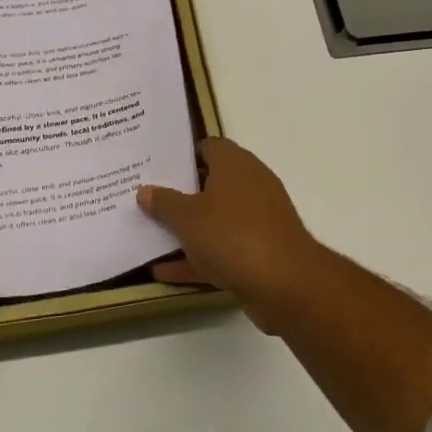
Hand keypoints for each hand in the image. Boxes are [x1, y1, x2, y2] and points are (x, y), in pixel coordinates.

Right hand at [137, 137, 325, 327]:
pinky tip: (163, 272)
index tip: (154, 166)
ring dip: (187, 230)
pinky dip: (197, 259)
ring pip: (215, 220)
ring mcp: (257, 221)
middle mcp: (250, 186)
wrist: (286, 284)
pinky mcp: (259, 253)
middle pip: (209, 184)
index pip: (208, 147)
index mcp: (235, 165)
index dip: (181, 155)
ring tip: (148, 234)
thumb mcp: (188, 218)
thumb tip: (145, 190)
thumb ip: (164, 203)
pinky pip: (221, 251)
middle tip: (145, 199)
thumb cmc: (233, 236)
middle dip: (179, 194)